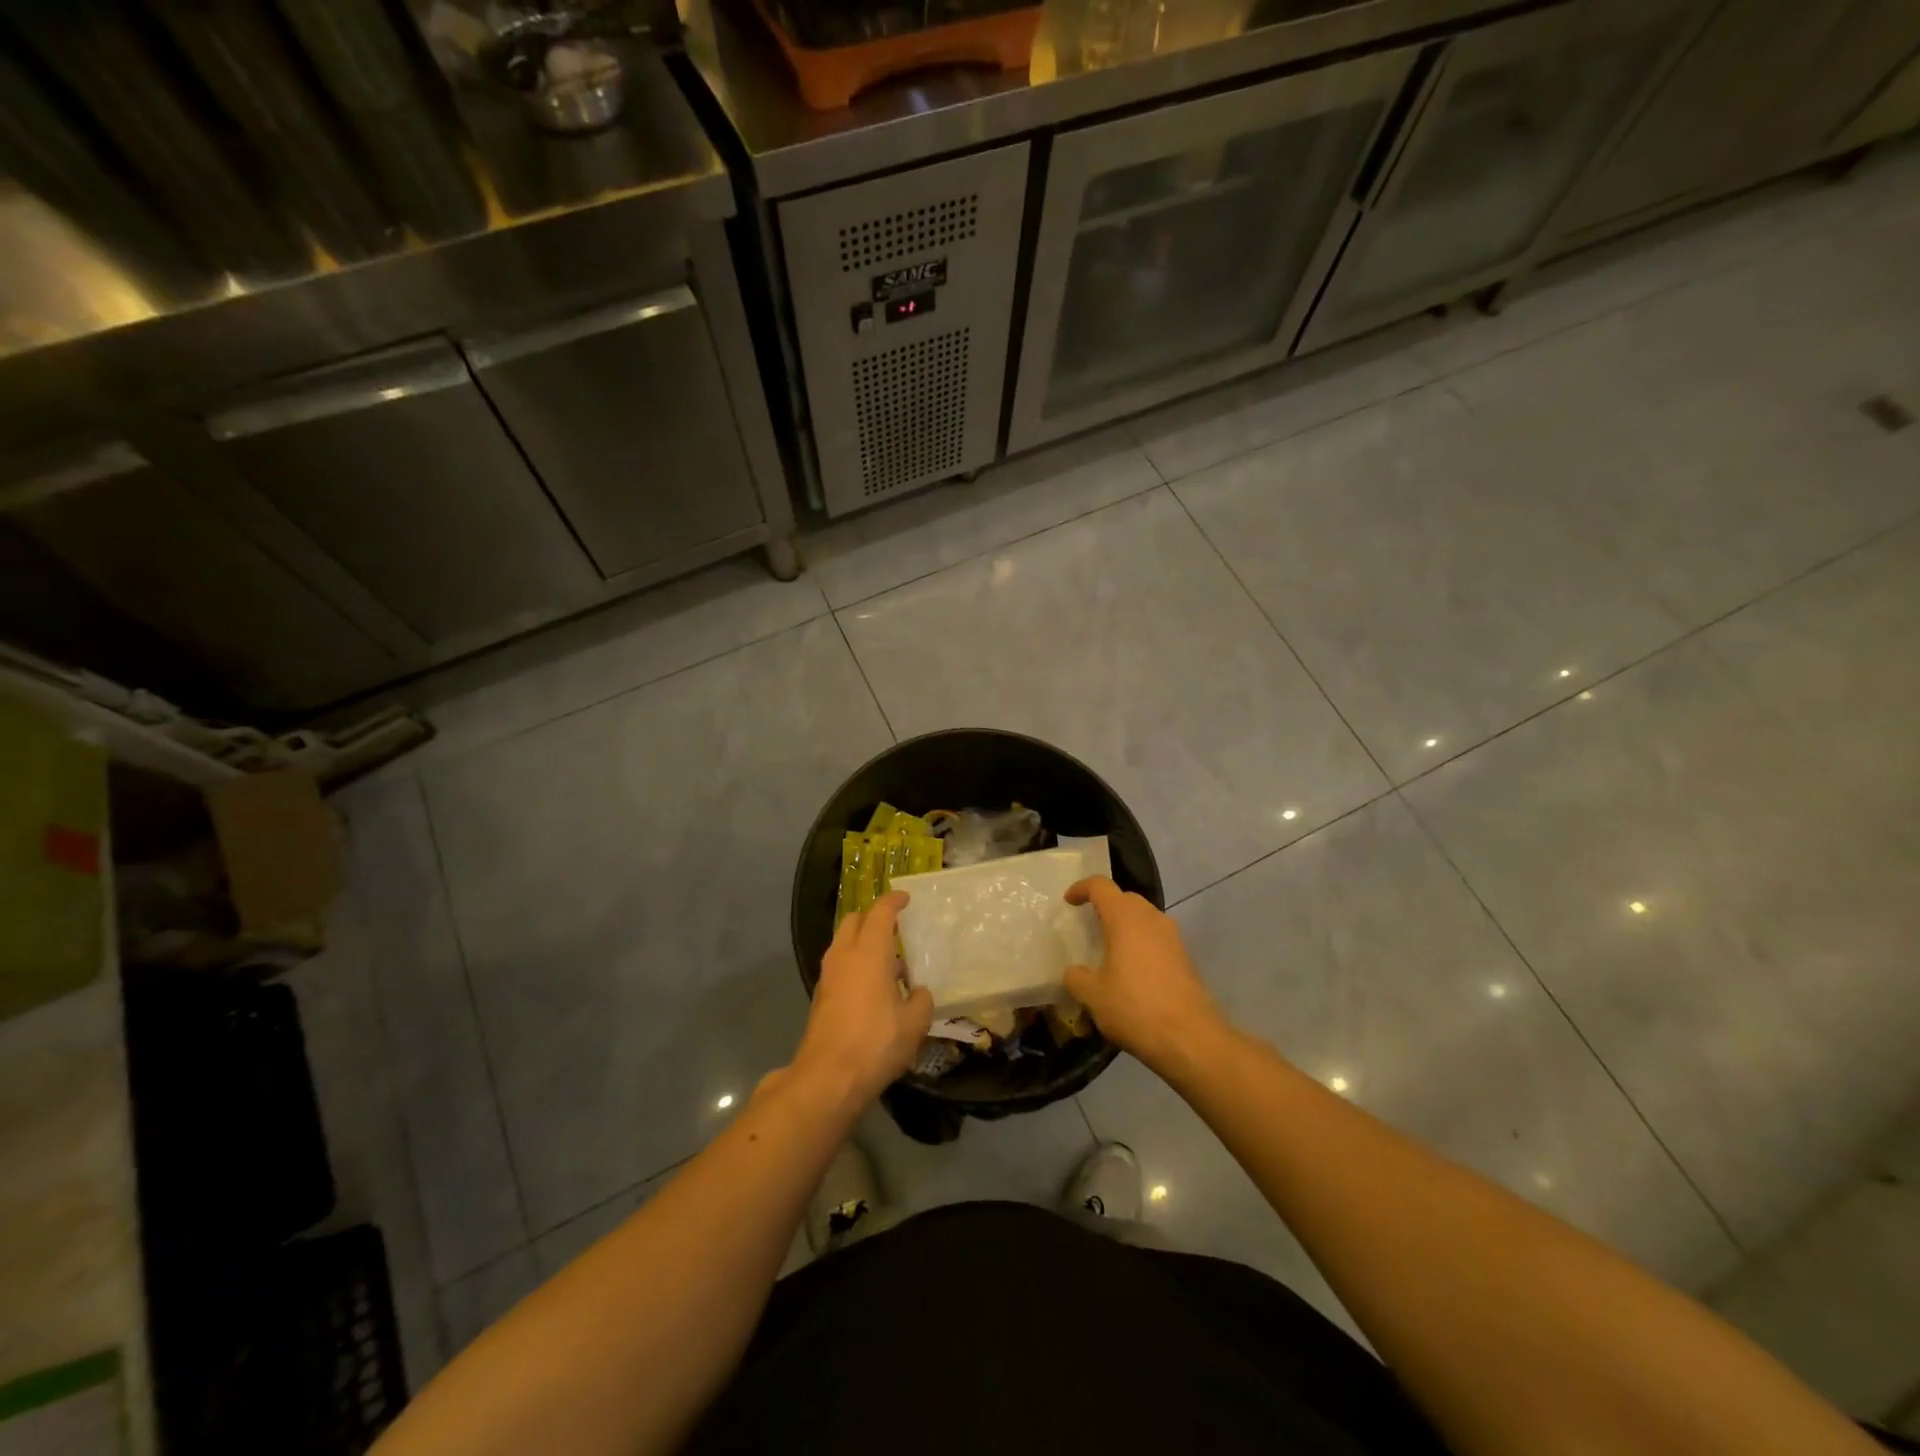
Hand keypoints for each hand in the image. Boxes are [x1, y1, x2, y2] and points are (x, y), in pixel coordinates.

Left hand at [792, 891, 933, 1108]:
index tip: (905, 898)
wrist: (828, 1077)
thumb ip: (921, 1000)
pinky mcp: (820, 997)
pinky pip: (840, 967)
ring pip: (843, 944)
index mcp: (869, 951)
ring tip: (889, 963)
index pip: (880, 912)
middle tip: (894, 927)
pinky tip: (873, 989)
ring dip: (863, 944)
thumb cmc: (876, 1041)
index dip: (893, 901)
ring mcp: (828, 976)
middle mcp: (844, 955)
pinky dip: (855, 965)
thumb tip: (918, 993)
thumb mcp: (914, 1023)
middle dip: (872, 918)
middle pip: (854, 921)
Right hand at [1064, 877, 1223, 1074]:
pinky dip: (1141, 942)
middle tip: (1088, 924)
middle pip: (1125, 898)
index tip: (1068, 902)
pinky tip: (1131, 969)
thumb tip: (1074, 971)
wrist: (1191, 1039)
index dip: (1081, 888)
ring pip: (1144, 917)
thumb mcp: (1093, 995)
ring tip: (1109, 947)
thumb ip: (1077, 977)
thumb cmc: (1135, 1008)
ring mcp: (1172, 937)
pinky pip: (1156, 937)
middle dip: (1105, 905)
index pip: (1101, 886)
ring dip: (1125, 924)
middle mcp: (1151, 918)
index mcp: (1125, 918)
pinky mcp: (1185, 957)